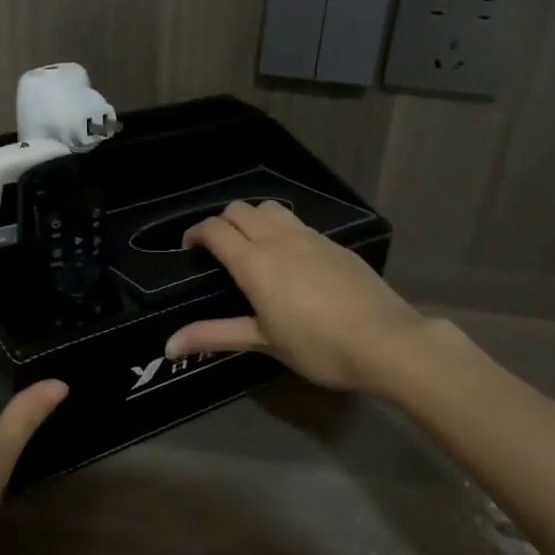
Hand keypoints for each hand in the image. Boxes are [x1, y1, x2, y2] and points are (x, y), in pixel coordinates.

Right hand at [164, 200, 432, 393]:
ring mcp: (310, 237)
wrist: (385, 341)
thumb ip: (214, 335)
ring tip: (251, 245)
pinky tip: (289, 257)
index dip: (196, 233)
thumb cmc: (317, 346)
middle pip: (239, 210)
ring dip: (252, 217)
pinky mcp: (334, 243)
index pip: (215, 229)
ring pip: (270, 208)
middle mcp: (278, 240)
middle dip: (221, 223)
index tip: (190, 249)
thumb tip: (169, 345)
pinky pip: (296, 222)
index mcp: (254, 263)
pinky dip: (280, 227)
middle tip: (217, 250)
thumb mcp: (262, 342)